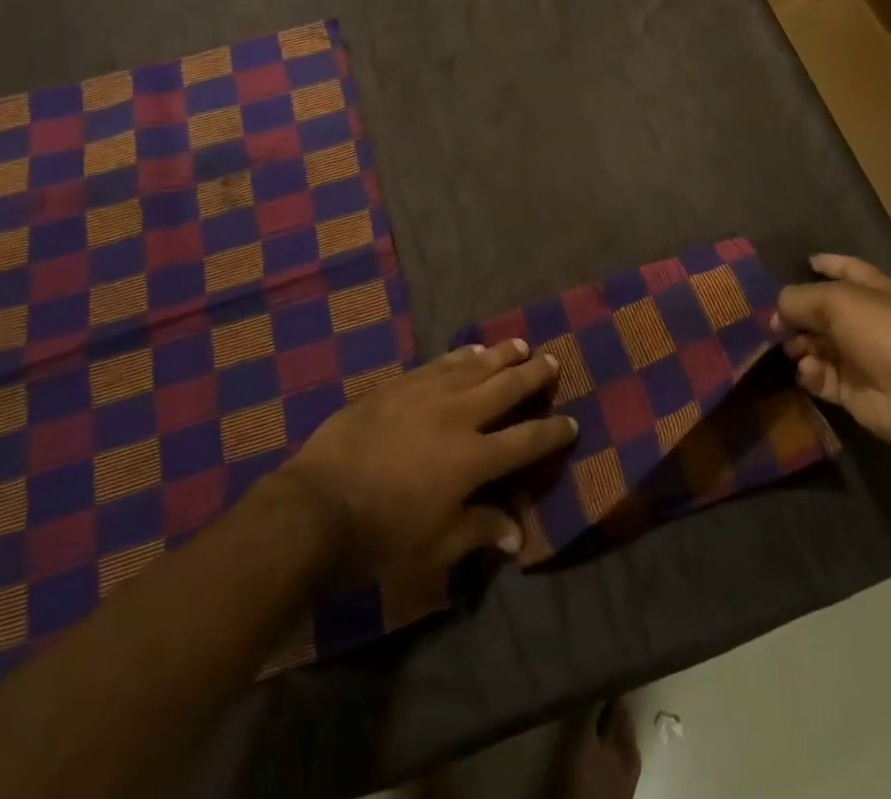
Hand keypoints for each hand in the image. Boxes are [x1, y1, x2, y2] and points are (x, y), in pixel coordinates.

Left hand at [280, 340, 576, 575]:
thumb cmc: (381, 535)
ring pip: (474, 367)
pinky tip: (470, 350)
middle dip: (534, 375)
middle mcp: (458, 416)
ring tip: (519, 345)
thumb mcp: (436, 546)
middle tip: (552, 362)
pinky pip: (439, 363)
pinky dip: (460, 356)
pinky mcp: (399, 385)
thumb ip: (480, 531)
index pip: (526, 441)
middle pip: (506, 389)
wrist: (318, 504)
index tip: (571, 423)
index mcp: (473, 459)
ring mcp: (427, 394)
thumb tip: (518, 535)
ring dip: (501, 355)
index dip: (552, 432)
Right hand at [771, 254, 890, 446]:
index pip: (850, 269)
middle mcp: (869, 323)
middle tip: (775, 321)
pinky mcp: (853, 390)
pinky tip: (809, 369)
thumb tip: (777, 309)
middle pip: (825, 313)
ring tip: (791, 348)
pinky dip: (811, 373)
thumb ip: (798, 298)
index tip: (806, 262)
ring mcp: (861, 358)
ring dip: (801, 346)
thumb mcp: (834, 300)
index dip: (829, 264)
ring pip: (819, 346)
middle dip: (799, 315)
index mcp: (876, 292)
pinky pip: (822, 377)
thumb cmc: (881, 331)